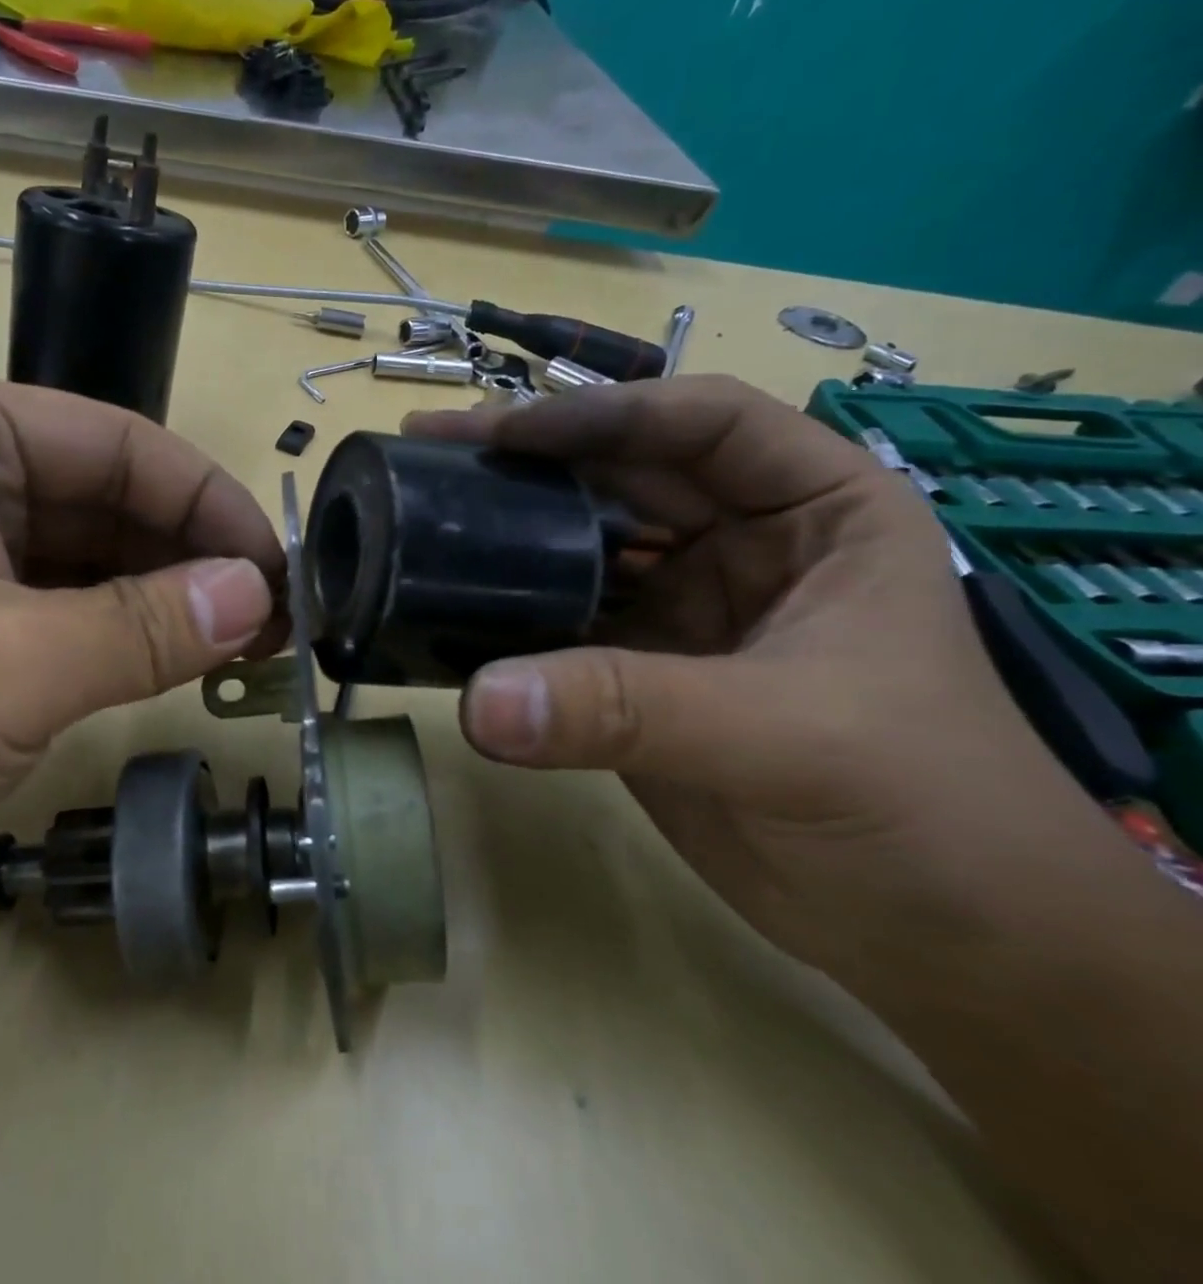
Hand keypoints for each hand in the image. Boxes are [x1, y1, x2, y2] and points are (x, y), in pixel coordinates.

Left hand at [0, 373, 284, 968]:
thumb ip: (146, 624)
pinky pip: (43, 621)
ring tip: (241, 651)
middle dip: (189, 560)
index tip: (281, 569)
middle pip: (101, 503)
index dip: (209, 505)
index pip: (119, 445)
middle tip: (276, 622)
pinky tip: (163, 674)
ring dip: (155, 607)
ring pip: (76, 567)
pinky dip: (105, 645)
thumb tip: (259, 595)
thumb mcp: (8, 665)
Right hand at [405, 376, 1123, 975]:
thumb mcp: (785, 736)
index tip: (506, 434)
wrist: (933, 938)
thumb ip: (627, 710)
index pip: (703, 423)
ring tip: (419, 513)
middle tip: (427, 448)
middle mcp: (738, 542)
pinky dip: (504, 612)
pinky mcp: (634, 669)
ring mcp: (679, 607)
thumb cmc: (921, 809)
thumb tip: (480, 702)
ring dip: (504, 530)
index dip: (604, 414)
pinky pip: (556, 620)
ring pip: (577, 543)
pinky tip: (446, 601)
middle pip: (618, 474)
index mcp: (815, 510)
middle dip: (526, 459)